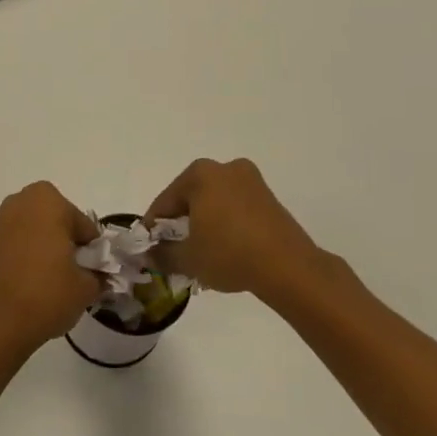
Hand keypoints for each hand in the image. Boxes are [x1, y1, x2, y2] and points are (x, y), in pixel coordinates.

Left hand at [0, 183, 102, 353]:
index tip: (93, 271)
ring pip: (37, 230)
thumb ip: (98, 274)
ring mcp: (2, 221)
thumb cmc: (48, 293)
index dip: (91, 249)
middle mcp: (21, 202)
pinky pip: (19, 243)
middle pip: (58, 221)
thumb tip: (98, 274)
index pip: (83, 224)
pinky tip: (35, 282)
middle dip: (67, 241)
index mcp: (48, 200)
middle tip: (75, 272)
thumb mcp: (87, 287)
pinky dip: (29, 255)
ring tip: (55, 280)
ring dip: (47, 247)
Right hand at [147, 157, 326, 295]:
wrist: (289, 268)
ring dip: (204, 223)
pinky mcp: (269, 198)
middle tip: (174, 250)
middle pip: (191, 197)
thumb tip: (147, 256)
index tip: (149, 247)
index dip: (154, 226)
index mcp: (200, 174)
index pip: (166, 201)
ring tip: (200, 253)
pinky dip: (226, 224)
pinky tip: (225, 249)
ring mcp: (251, 180)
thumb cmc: (229, 254)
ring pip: (214, 202)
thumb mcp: (188, 259)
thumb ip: (162, 255)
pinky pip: (236, 208)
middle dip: (181, 223)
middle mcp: (225, 168)